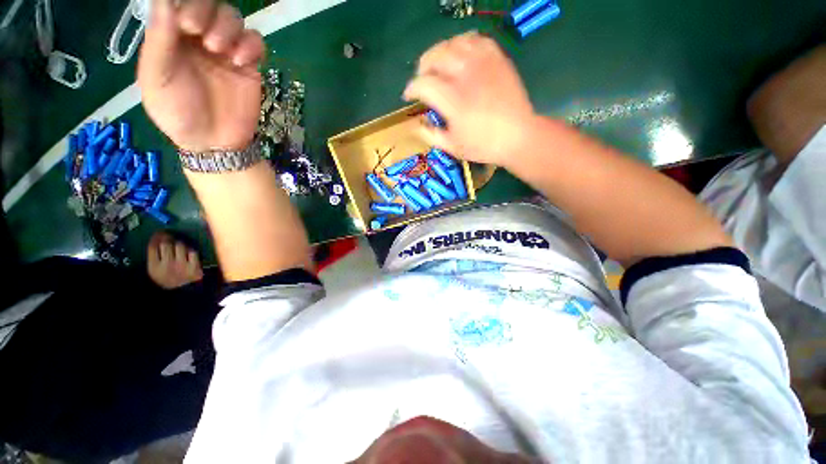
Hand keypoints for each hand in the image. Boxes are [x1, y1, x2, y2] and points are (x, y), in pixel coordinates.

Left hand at [138, 0, 264, 151]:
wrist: (213, 142)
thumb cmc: (178, 113)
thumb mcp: (157, 79)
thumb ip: (159, 41)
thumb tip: (163, 1)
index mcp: (172, 36)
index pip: (179, 2)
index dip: (185, 4)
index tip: (184, 23)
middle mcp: (199, 37)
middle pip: (209, 4)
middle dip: (205, 11)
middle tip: (199, 34)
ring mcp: (226, 51)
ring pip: (233, 18)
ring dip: (228, 27)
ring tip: (219, 51)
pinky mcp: (249, 66)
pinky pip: (256, 43)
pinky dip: (252, 46)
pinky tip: (241, 62)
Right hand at [403, 32, 536, 166]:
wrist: (518, 136)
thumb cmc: (483, 145)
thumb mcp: (452, 147)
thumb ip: (430, 134)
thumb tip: (414, 125)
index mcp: (452, 100)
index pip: (422, 83)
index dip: (411, 88)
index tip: (409, 96)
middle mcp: (465, 76)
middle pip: (435, 56)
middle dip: (422, 66)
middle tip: (422, 78)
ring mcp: (483, 63)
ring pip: (453, 43)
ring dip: (440, 53)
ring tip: (438, 66)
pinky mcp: (497, 58)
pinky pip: (475, 39)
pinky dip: (462, 44)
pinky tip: (460, 56)